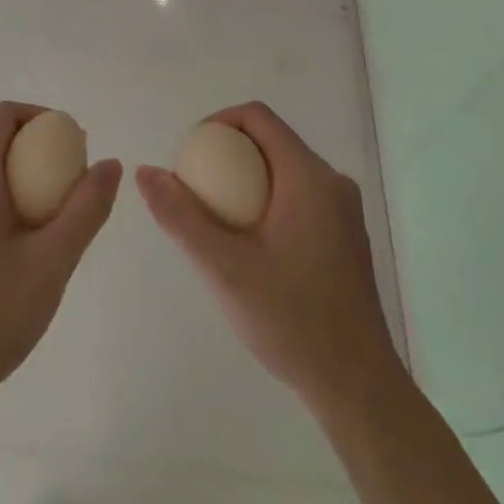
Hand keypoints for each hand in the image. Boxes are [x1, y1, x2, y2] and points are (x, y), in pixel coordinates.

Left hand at [0, 102, 120, 402]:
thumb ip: (86, 208)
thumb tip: (110, 164)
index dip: (40, 116)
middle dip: (35, 153)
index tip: (72, 144)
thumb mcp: (53, 260)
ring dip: (20, 181)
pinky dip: (1, 203)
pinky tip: (24, 246)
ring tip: (53, 219)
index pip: (2, 116)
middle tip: (71, 184)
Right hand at [138, 102, 399, 415]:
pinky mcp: (344, 235)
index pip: (258, 117)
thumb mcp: (224, 269)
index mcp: (310, 178)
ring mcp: (342, 210)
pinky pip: (296, 196)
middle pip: (269, 142)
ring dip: (243, 181)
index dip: (216, 122)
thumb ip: (181, 217)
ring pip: (282, 170)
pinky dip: (264, 201)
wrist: (357, 386)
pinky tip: (246, 246)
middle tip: (193, 192)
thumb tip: (146, 172)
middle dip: (225, 155)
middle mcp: (332, 183)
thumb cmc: (292, 321)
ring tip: (213, 221)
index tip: (188, 157)